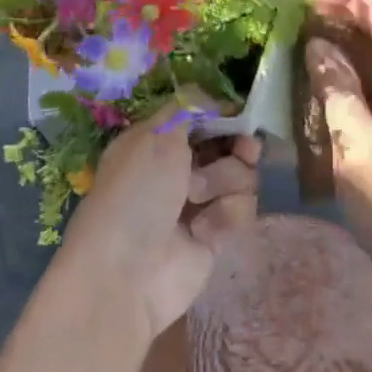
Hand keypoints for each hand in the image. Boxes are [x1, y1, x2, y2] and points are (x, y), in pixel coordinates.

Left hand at [60, 103, 261, 344]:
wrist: (126, 274)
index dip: (224, 116)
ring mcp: (198, 204)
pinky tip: (204, 231)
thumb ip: (189, 109)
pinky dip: (225, 216)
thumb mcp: (156, 136)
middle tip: (245, 149)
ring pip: (241, 177)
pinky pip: (241, 211)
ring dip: (225, 183)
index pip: (202, 119)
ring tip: (198, 199)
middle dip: (239, 147)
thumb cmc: (135, 194)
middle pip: (230, 146)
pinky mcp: (215, 235)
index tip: (239, 116)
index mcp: (156, 142)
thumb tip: (212, 97)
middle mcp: (178, 170)